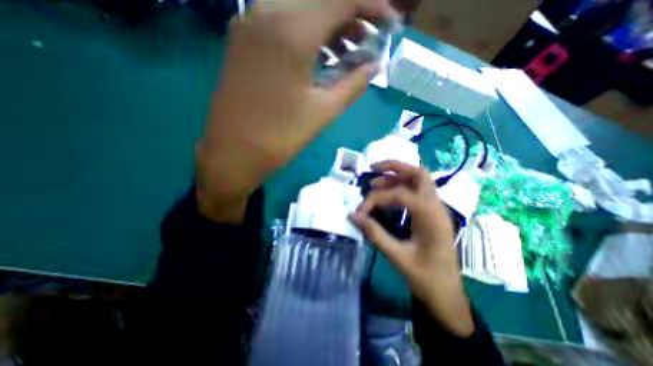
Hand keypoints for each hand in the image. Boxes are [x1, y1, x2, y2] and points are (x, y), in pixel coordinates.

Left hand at [193, 0, 397, 220]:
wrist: (234, 153)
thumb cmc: (281, 136)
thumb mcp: (324, 111)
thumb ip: (353, 83)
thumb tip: (374, 66)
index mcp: (292, 30)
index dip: (373, 6)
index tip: (390, 23)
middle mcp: (267, 12)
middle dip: (351, 16)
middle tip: (367, 42)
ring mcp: (249, 23)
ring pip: (299, 8)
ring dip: (328, 25)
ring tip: (345, 52)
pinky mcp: (242, 40)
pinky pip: (281, 21)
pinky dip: (306, 32)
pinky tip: (317, 55)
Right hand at [353, 159, 475, 336]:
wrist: (447, 294)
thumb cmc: (425, 278)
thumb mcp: (397, 256)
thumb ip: (374, 233)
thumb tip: (352, 216)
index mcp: (431, 217)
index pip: (400, 194)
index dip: (376, 198)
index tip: (360, 212)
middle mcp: (436, 207)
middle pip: (419, 173)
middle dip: (395, 167)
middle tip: (373, 168)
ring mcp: (435, 208)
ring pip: (418, 179)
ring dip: (396, 175)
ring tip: (374, 181)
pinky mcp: (430, 213)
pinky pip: (416, 191)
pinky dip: (401, 185)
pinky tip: (387, 192)